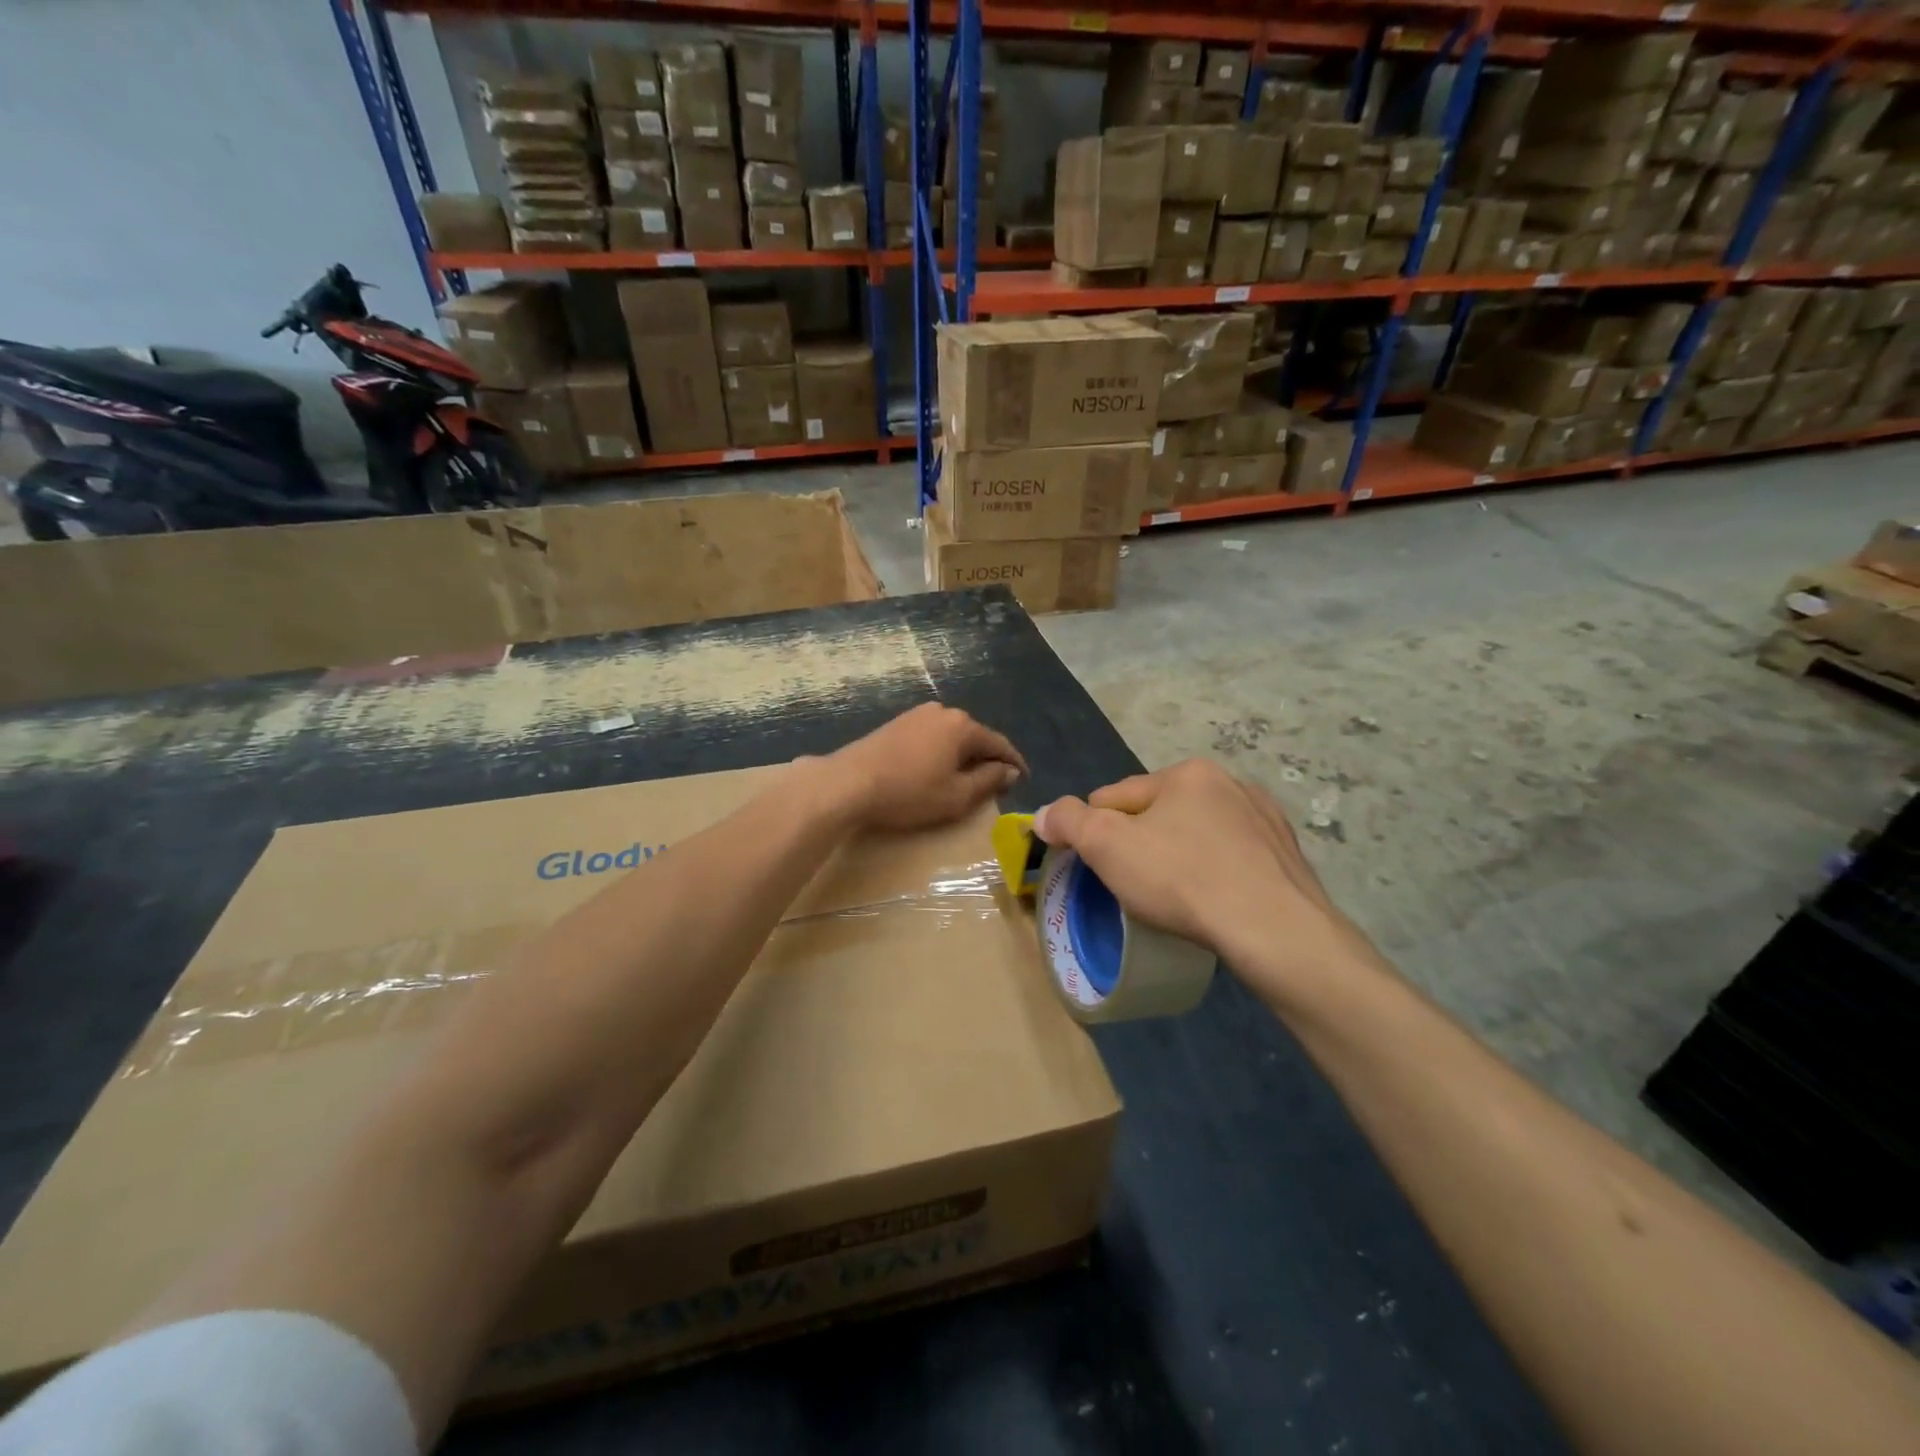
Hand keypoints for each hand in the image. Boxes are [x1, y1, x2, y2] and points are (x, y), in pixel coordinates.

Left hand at [825, 704, 1026, 831]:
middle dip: (988, 759)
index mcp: (963, 726)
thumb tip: (1009, 771)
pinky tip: (937, 769)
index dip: (1014, 763)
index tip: (1024, 779)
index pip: (999, 744)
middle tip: (996, 784)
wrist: (848, 783)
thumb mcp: (957, 796)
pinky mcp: (897, 723)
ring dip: (963, 756)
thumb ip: (989, 781)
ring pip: (953, 736)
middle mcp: (943, 711)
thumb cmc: (909, 792)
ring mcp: (917, 715)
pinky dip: (942, 752)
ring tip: (966, 779)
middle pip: (976, 737)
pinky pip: (932, 737)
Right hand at [1033, 760, 1384, 1005]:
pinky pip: (1233, 857)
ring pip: (1198, 834)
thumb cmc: (1182, 880)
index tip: (1092, 866)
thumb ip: (1068, 822)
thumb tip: (1044, 815)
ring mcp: (1265, 819)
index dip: (1094, 830)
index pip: (1116, 796)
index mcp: (1187, 773)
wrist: (1274, 930)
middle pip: (1159, 813)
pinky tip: (1214, 900)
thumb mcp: (1107, 846)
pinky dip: (1217, 871)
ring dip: (1180, 855)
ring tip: (1175, 897)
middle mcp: (1230, 783)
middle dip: (1141, 842)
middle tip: (1133, 886)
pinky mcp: (1287, 855)